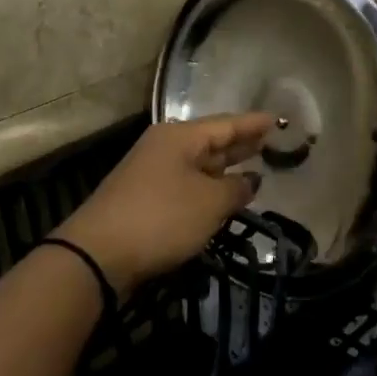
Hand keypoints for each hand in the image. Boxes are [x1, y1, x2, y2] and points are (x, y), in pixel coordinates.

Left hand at [54, 113, 276, 293]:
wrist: (98, 254)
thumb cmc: (162, 218)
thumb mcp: (209, 203)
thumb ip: (236, 189)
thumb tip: (250, 180)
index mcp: (180, 137)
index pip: (226, 124)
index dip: (254, 124)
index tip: (279, 121)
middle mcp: (164, 147)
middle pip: (210, 141)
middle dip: (240, 143)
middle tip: (270, 142)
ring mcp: (152, 172)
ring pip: (198, 164)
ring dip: (224, 167)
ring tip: (253, 166)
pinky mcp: (145, 198)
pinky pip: (186, 183)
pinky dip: (208, 186)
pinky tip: (222, 195)